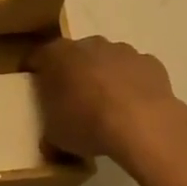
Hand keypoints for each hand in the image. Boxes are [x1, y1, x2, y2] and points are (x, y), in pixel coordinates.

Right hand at [24, 36, 186, 166]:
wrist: (143, 124)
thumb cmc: (88, 124)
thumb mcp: (56, 136)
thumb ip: (50, 131)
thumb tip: (50, 141)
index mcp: (58, 55)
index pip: (39, 56)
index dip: (36, 69)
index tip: (36, 84)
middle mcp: (89, 44)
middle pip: (77, 54)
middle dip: (75, 72)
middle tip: (75, 99)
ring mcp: (122, 51)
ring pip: (108, 60)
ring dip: (106, 76)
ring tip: (109, 107)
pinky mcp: (150, 63)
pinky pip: (136, 72)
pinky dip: (134, 85)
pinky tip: (136, 108)